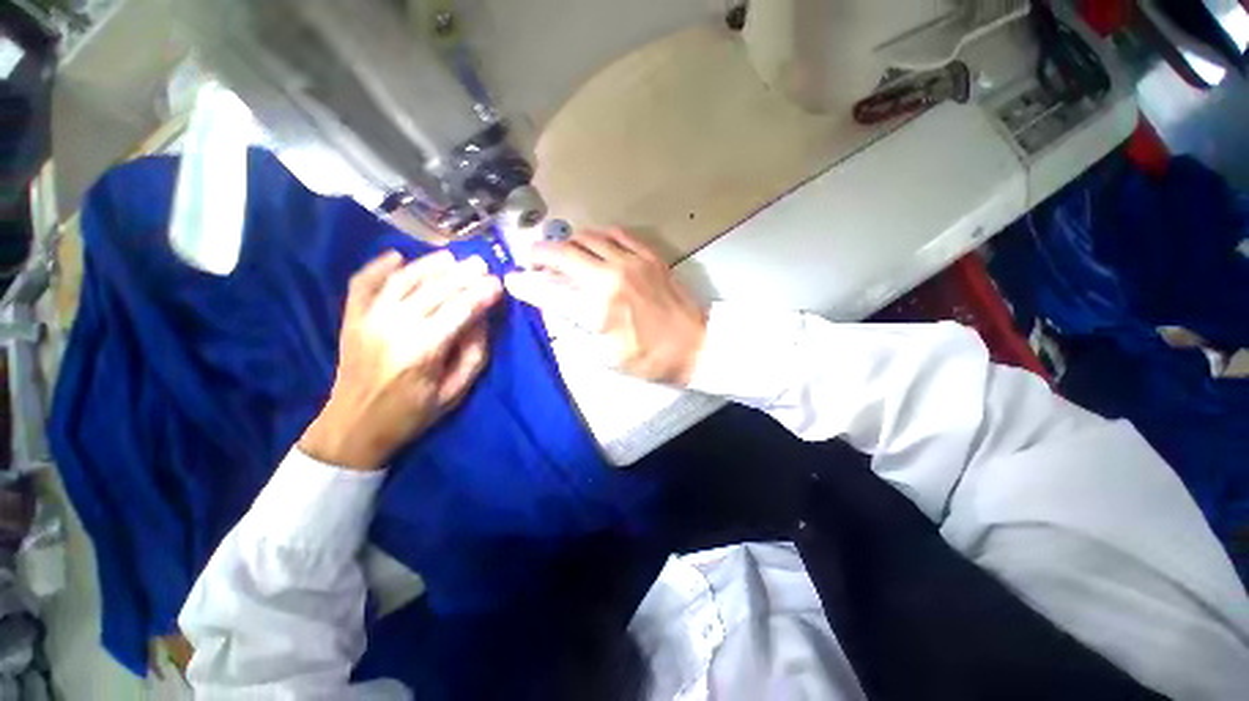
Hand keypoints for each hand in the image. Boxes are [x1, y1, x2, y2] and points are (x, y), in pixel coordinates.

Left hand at [299, 250, 503, 470]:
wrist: (354, 427)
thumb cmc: (411, 414)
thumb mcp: (455, 393)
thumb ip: (473, 355)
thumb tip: (481, 320)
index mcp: (422, 351)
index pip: (459, 311)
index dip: (481, 294)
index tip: (498, 283)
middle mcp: (394, 328)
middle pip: (434, 290)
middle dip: (462, 273)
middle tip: (482, 263)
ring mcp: (368, 320)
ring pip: (403, 280)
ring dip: (429, 264)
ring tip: (452, 256)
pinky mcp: (352, 318)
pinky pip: (363, 283)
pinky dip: (379, 266)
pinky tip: (398, 256)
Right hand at [505, 229, 706, 385]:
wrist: (696, 345)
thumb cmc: (650, 359)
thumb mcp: (606, 357)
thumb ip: (575, 330)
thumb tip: (553, 309)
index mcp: (600, 306)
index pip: (550, 288)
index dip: (525, 283)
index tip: (511, 279)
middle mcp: (612, 274)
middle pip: (565, 252)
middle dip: (540, 253)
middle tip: (533, 261)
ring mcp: (633, 260)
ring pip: (588, 237)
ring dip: (567, 242)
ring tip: (561, 253)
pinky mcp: (649, 255)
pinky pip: (617, 234)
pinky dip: (597, 236)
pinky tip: (593, 244)